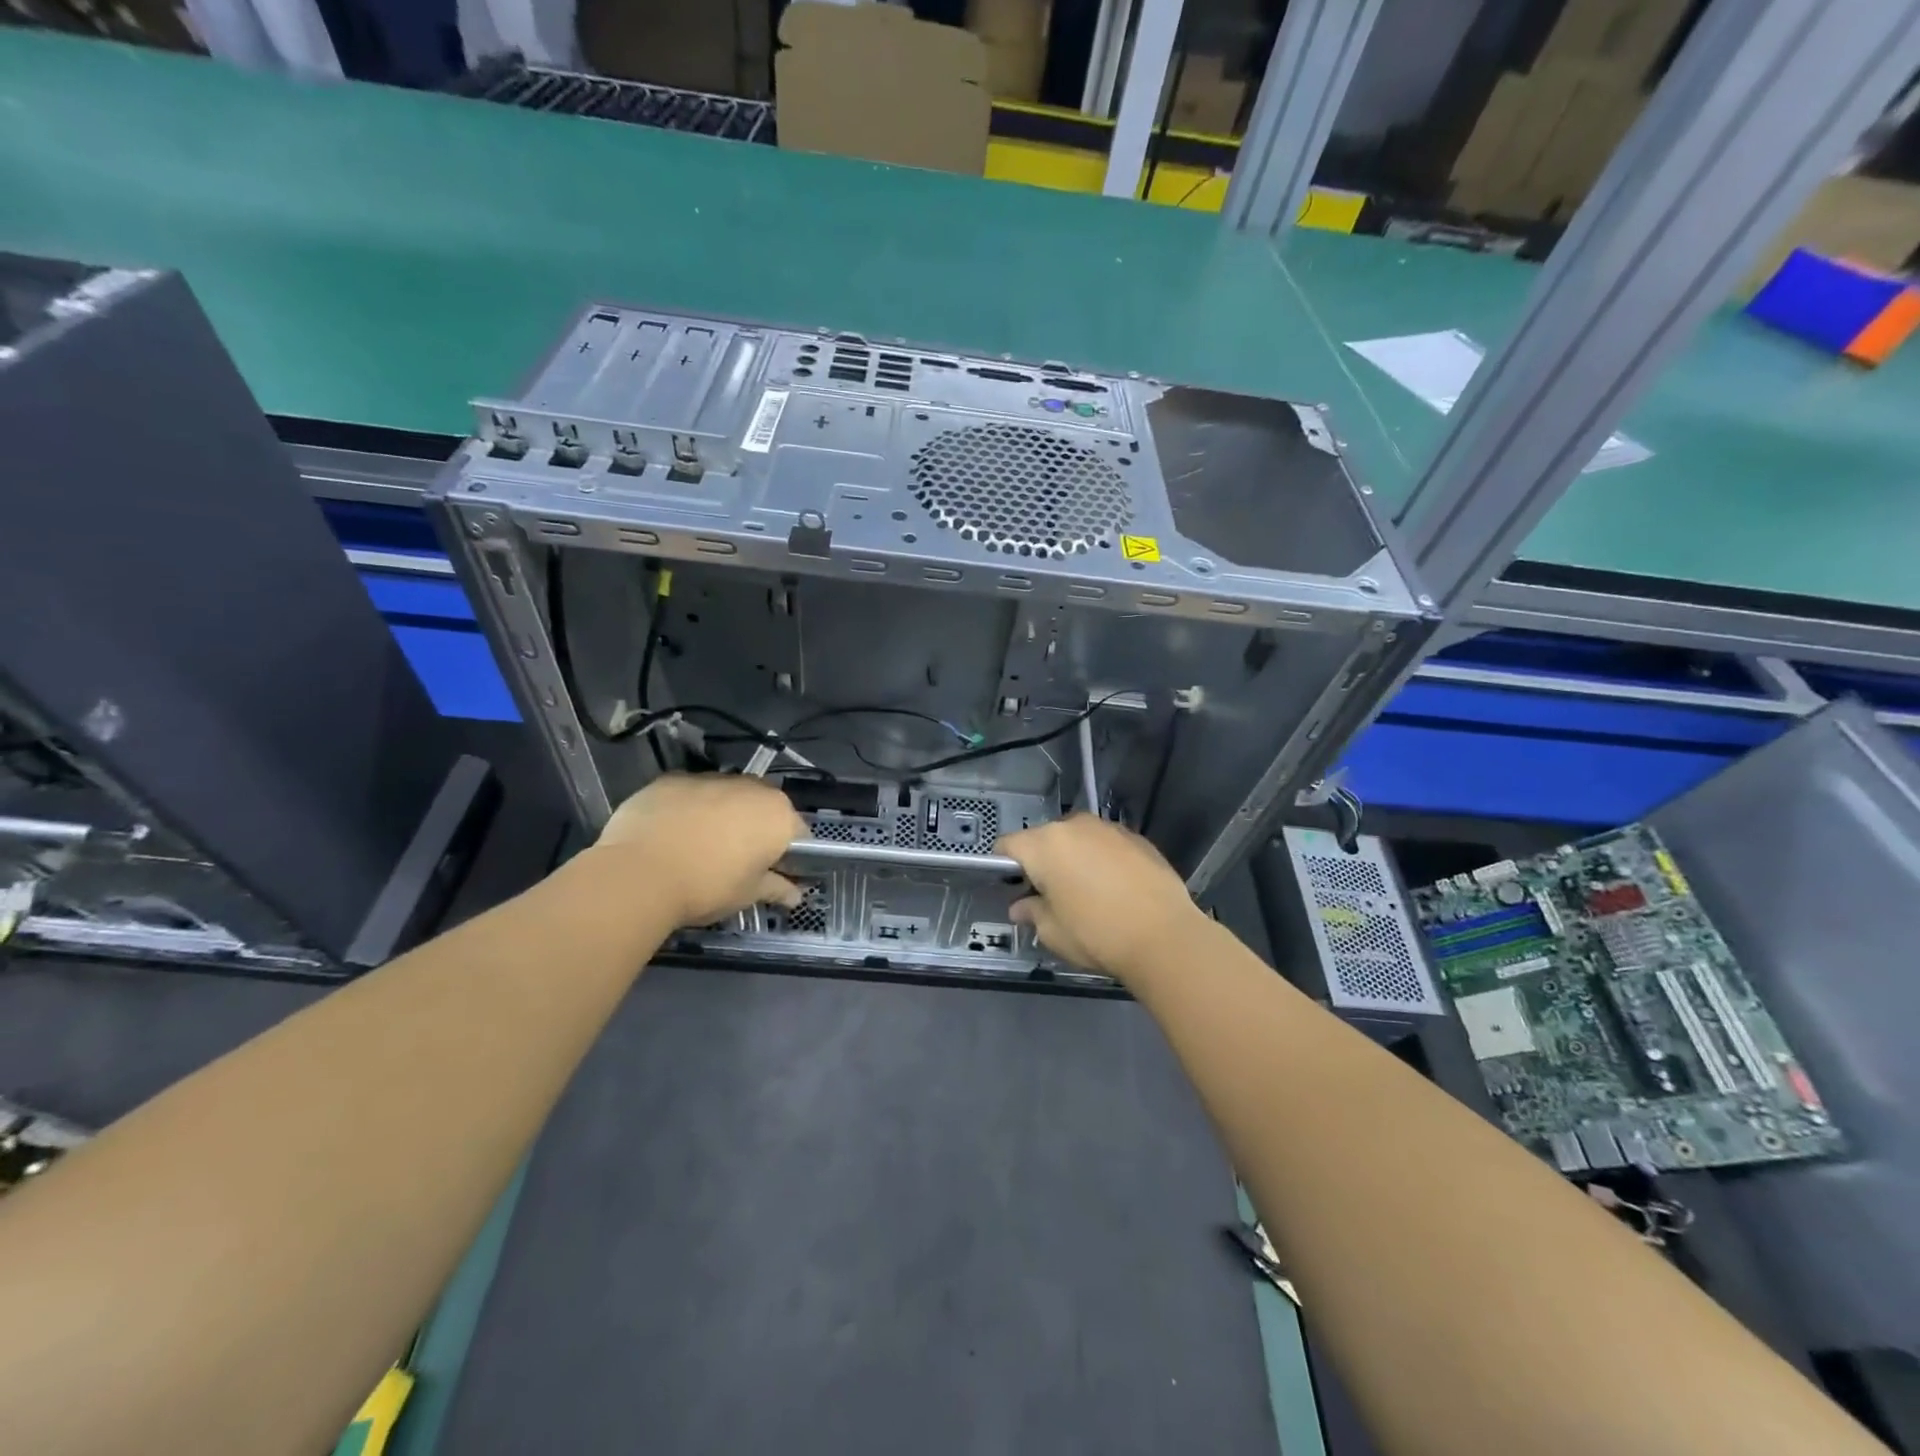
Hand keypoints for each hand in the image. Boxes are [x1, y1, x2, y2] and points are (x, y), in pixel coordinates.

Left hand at [596, 775, 805, 926]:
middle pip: (762, 807)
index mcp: (777, 815)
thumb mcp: (747, 894)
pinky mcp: (672, 778)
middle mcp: (750, 787)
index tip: (774, 872)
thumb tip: (795, 895)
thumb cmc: (707, 886)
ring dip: (722, 814)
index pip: (797, 833)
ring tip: (699, 846)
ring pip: (726, 796)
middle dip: (755, 827)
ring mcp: (709, 778)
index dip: (788, 854)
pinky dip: (687, 809)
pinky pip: (690, 793)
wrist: (639, 873)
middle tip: (737, 860)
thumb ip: (776, 888)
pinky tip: (671, 834)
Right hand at [996, 815, 1209, 982]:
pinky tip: (1116, 889)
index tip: (1014, 888)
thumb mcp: (1053, 932)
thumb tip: (1021, 906)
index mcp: (1044, 845)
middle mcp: (1074, 826)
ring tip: (1087, 892)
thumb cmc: (1096, 934)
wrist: (1164, 936)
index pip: (1008, 844)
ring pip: (1078, 839)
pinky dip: (1103, 859)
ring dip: (1074, 857)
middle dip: (1042, 861)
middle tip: (1051, 895)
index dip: (1004, 865)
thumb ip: (1031, 912)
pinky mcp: (1137, 838)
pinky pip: (1106, 844)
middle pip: (1044, 839)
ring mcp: (1108, 828)